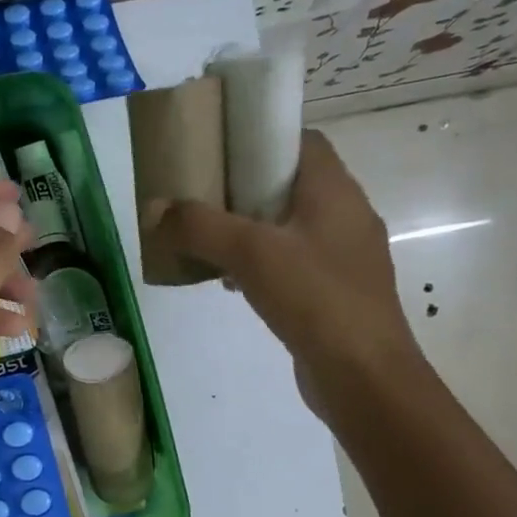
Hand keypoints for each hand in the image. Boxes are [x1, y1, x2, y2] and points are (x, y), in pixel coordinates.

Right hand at [148, 129, 421, 417]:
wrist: (363, 377)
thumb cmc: (314, 299)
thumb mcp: (250, 253)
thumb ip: (199, 227)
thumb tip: (153, 208)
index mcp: (335, 192)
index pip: (304, 142)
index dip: (263, 139)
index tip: (221, 151)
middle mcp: (347, 217)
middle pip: (292, 185)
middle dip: (246, 188)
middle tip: (203, 197)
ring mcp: (345, 258)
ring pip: (290, 227)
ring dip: (251, 230)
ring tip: (209, 240)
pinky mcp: (336, 294)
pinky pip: (294, 264)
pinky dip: (263, 264)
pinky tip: (233, 283)